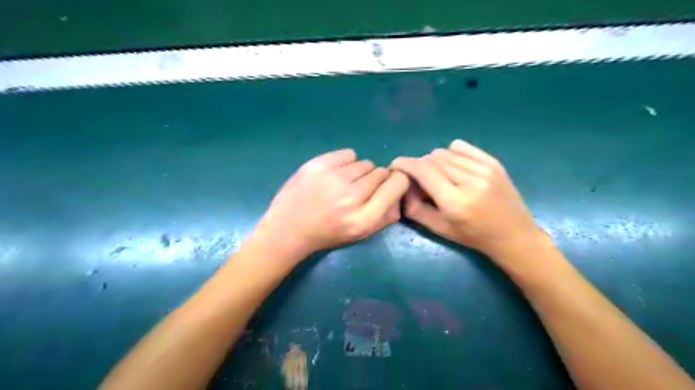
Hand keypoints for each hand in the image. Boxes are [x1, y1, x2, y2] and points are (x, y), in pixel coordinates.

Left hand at [252, 147, 408, 257]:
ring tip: (344, 183)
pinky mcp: (318, 164)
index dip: (396, 182)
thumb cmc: (327, 234)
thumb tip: (400, 190)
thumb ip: (385, 216)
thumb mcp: (360, 234)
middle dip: (375, 180)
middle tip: (360, 189)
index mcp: (364, 218)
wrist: (288, 229)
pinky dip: (346, 162)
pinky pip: (348, 154)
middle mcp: (351, 196)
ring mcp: (333, 178)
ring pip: (365, 163)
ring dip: (359, 172)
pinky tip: (335, 174)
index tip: (388, 185)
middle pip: (381, 172)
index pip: (397, 184)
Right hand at [390, 139, 542, 258]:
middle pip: (432, 159)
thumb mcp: (439, 229)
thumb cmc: (473, 236)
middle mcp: (470, 181)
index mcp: (455, 202)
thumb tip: (403, 186)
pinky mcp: (493, 162)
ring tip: (438, 176)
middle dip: (418, 166)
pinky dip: (450, 154)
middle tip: (418, 179)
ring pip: (444, 152)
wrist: (513, 235)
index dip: (404, 164)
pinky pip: (460, 147)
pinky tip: (453, 167)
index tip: (395, 166)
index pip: (423, 170)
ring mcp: (484, 168)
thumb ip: (415, 208)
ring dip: (434, 161)